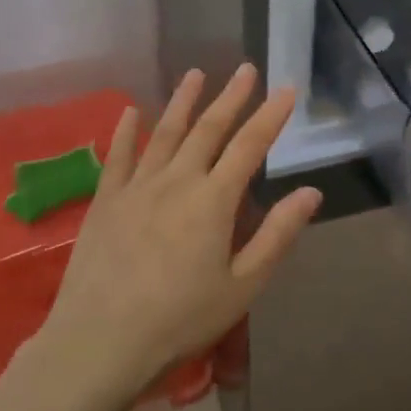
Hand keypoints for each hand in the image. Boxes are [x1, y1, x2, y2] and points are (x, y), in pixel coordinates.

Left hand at [42, 65, 320, 396]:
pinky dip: (125, 131)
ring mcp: (136, 187)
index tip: (286, 89)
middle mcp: (177, 181)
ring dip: (183, 101)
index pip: (249, 146)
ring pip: (164, 133)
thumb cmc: (180, 319)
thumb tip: (311, 192)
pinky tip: (130, 111)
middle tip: (245, 69)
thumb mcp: (242, 285)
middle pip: (208, 129)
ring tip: (196, 74)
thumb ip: (277, 235)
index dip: (270, 116)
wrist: (99, 342)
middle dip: (231, 97)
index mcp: (214, 200)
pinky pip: (118, 157)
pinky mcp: (105, 201)